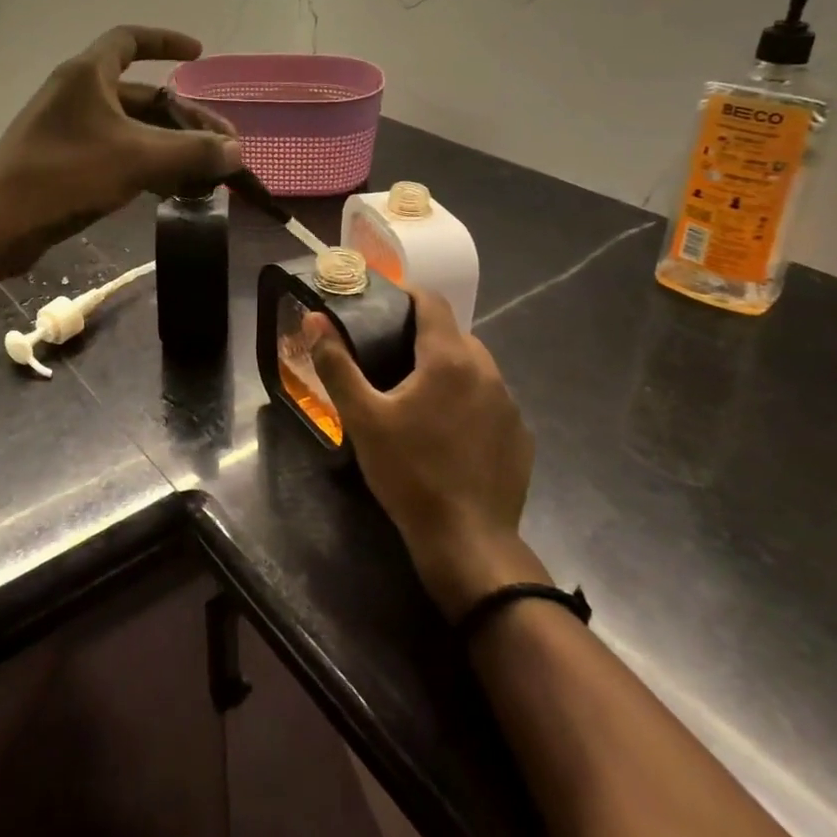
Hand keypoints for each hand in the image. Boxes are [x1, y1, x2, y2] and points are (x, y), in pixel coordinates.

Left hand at [0, 26, 241, 272]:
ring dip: (168, 146)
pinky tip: (170, 190)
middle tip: (221, 145)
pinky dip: (145, 165)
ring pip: (130, 129)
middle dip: (184, 118)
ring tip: (204, 173)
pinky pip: (115, 153)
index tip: (198, 54)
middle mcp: (76, 95)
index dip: (166, 42)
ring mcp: (66, 130)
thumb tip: (236, 151)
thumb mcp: (138, 159)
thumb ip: (192, 152)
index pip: (130, 40)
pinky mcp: (62, 162)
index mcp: (87, 75)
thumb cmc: (66, 175)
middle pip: (141, 95)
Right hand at [306, 290, 547, 618]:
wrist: (468, 541)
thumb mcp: (363, 419)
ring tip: (418, 397)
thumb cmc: (410, 473)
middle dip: (424, 336)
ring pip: (475, 367)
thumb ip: (337, 365)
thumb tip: (315, 320)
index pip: (432, 301)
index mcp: (449, 358)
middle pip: (454, 334)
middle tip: (390, 357)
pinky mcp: (521, 435)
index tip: (382, 304)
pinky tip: (449, 433)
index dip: (406, 294)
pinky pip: (491, 400)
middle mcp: (487, 371)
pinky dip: (469, 401)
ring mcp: (509, 404)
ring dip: (448, 369)